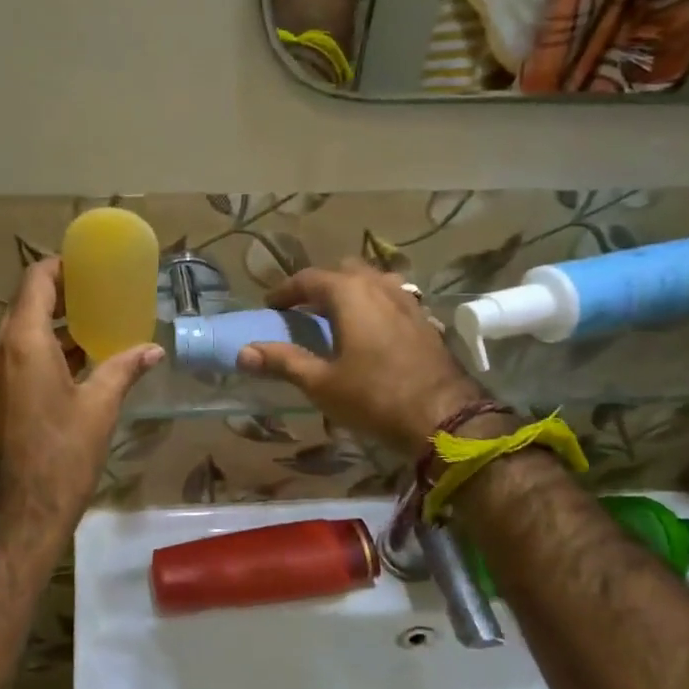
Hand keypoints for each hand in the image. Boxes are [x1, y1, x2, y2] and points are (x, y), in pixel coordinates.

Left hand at [0, 257, 162, 532]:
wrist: (20, 512)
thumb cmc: (63, 454)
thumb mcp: (99, 408)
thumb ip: (123, 369)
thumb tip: (153, 350)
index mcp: (23, 343)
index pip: (35, 282)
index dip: (59, 267)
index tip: (86, 267)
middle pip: (25, 306)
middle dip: (59, 298)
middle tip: (97, 296)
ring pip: (18, 335)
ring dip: (51, 328)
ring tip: (90, 330)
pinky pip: (14, 360)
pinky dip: (40, 353)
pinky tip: (72, 367)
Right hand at [237, 260, 487, 454]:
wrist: (444, 416)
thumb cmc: (374, 397)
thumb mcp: (321, 383)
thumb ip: (283, 362)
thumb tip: (243, 352)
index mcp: (350, 294)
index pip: (309, 278)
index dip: (285, 291)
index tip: (270, 307)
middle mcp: (380, 286)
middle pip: (343, 271)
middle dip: (320, 286)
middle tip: (302, 310)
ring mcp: (408, 301)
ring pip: (372, 281)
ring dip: (350, 292)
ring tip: (336, 317)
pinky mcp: (425, 320)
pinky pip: (392, 299)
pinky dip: (373, 305)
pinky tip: (370, 331)